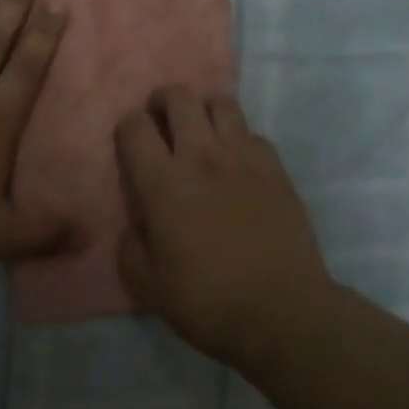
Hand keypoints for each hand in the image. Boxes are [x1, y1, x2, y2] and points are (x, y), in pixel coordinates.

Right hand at [115, 87, 336, 365]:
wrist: (281, 312)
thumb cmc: (207, 301)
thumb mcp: (147, 285)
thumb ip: (130, 247)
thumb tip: (134, 226)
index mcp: (162, 183)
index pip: (134, 126)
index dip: (127, 128)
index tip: (130, 146)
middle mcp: (201, 157)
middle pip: (179, 97)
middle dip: (163, 102)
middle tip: (162, 126)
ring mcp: (244, 158)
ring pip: (221, 103)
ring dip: (203, 110)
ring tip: (201, 135)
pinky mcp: (276, 169)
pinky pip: (253, 133)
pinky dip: (238, 139)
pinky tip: (237, 164)